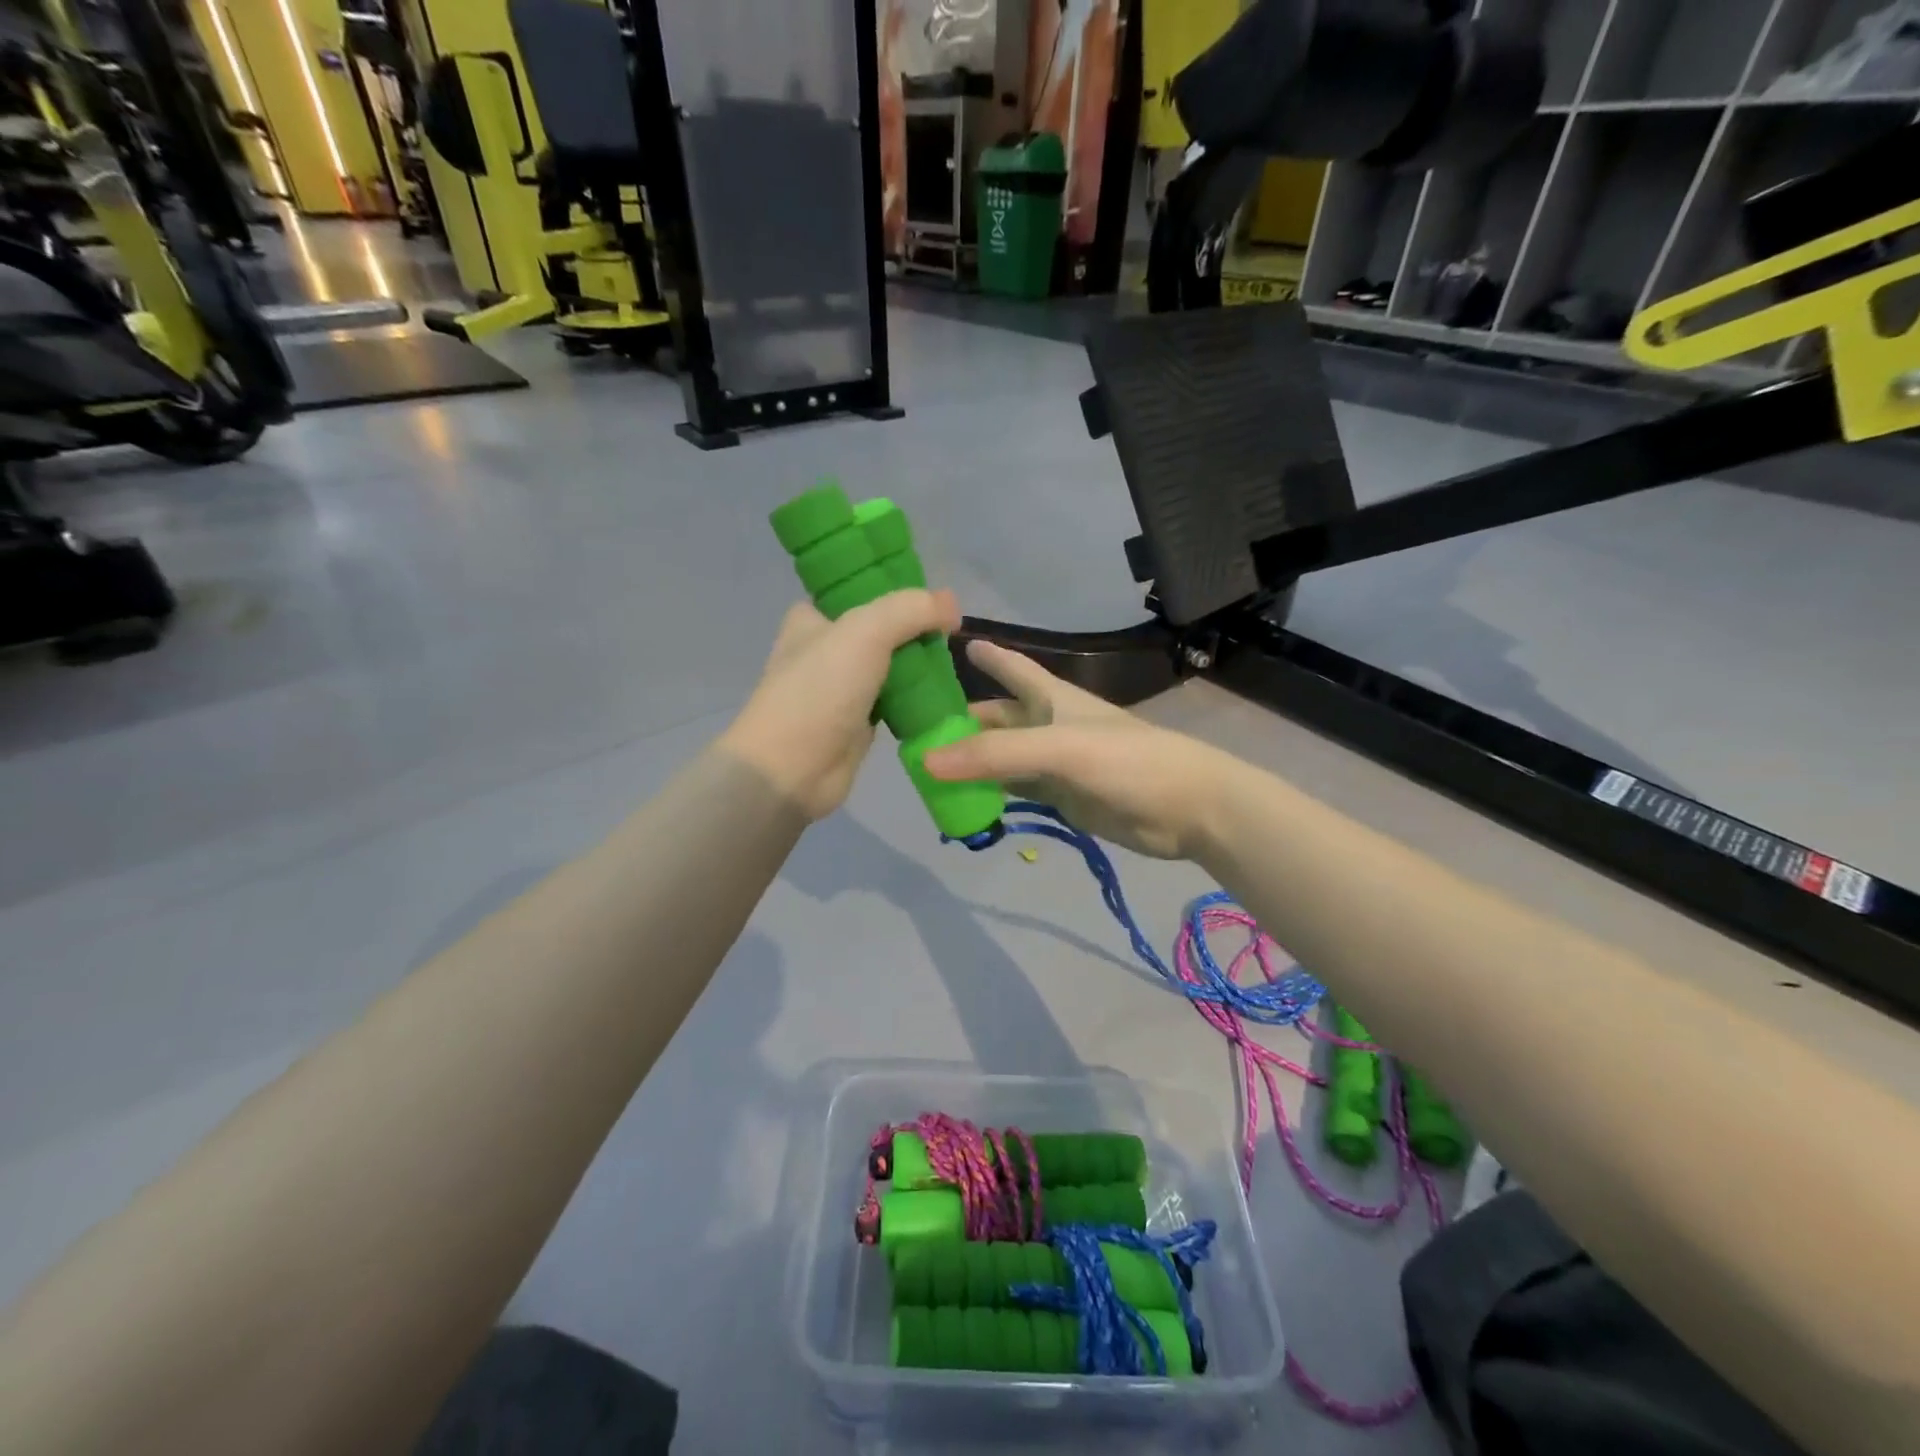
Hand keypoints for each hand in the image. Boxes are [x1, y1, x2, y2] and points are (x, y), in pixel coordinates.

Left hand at [720, 590, 961, 819]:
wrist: (792, 770)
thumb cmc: (820, 691)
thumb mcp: (865, 632)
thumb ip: (911, 609)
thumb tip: (952, 605)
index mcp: (813, 618)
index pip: (859, 590)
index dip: (896, 589)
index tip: (935, 598)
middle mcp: (826, 649)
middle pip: (883, 628)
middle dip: (916, 629)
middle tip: (952, 632)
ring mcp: (843, 688)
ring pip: (892, 665)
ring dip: (921, 665)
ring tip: (955, 661)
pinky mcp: (859, 722)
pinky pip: (897, 701)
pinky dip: (918, 698)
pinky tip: (945, 693)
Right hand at [921, 640, 1230, 859]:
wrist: (1186, 808)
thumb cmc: (1128, 761)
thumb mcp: (1059, 749)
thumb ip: (996, 754)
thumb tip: (927, 760)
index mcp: (1053, 698)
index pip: (1013, 669)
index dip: (988, 655)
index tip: (953, 641)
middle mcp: (1050, 726)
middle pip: (999, 718)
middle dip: (964, 721)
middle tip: (916, 728)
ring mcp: (1055, 764)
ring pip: (1003, 758)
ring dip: (972, 761)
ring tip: (927, 767)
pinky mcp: (1062, 798)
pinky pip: (1017, 791)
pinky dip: (991, 793)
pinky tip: (964, 799)